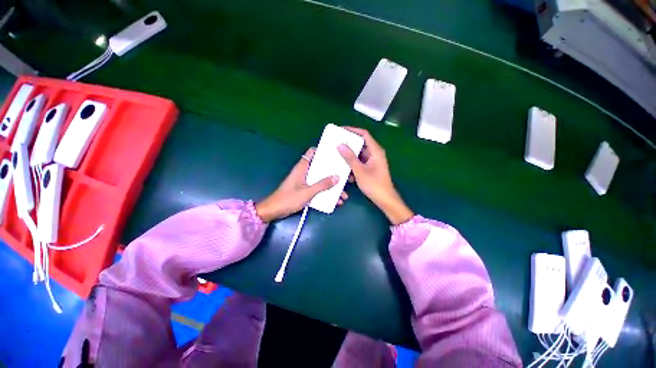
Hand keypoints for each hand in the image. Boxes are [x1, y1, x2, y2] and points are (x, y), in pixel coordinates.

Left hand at [255, 148, 348, 221]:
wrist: (274, 211)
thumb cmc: (288, 199)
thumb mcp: (307, 192)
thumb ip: (322, 185)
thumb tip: (337, 177)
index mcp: (302, 168)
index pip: (312, 153)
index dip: (323, 151)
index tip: (335, 153)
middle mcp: (304, 172)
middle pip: (321, 167)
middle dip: (333, 172)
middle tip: (345, 176)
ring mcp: (305, 182)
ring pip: (321, 180)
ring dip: (332, 186)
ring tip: (343, 194)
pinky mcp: (305, 190)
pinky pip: (319, 189)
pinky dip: (327, 193)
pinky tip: (335, 201)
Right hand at [337, 127, 413, 224]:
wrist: (384, 199)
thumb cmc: (374, 184)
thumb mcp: (359, 170)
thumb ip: (350, 157)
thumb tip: (340, 145)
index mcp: (375, 151)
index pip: (364, 134)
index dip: (353, 130)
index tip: (341, 130)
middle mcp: (375, 153)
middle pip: (361, 144)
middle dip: (349, 145)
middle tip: (336, 144)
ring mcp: (373, 161)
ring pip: (359, 155)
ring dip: (350, 157)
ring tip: (338, 157)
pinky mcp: (370, 168)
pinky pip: (360, 163)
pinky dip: (353, 165)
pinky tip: (347, 172)